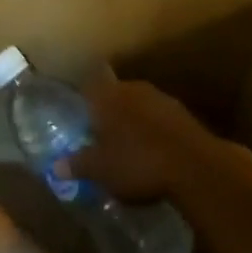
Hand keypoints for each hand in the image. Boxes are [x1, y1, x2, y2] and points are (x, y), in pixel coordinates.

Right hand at [68, 69, 217, 201]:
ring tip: (127, 145)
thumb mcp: (100, 170)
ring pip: (140, 105)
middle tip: (100, 132)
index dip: (84, 94)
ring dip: (133, 120)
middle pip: (116, 93)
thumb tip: (56, 166)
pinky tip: (153, 151)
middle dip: (109, 110)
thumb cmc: (137, 163)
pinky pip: (160, 119)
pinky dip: (154, 131)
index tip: (80, 108)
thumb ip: (77, 165)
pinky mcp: (185, 115)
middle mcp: (135, 89)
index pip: (91, 82)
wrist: (195, 167)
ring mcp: (163, 100)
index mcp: (109, 96)